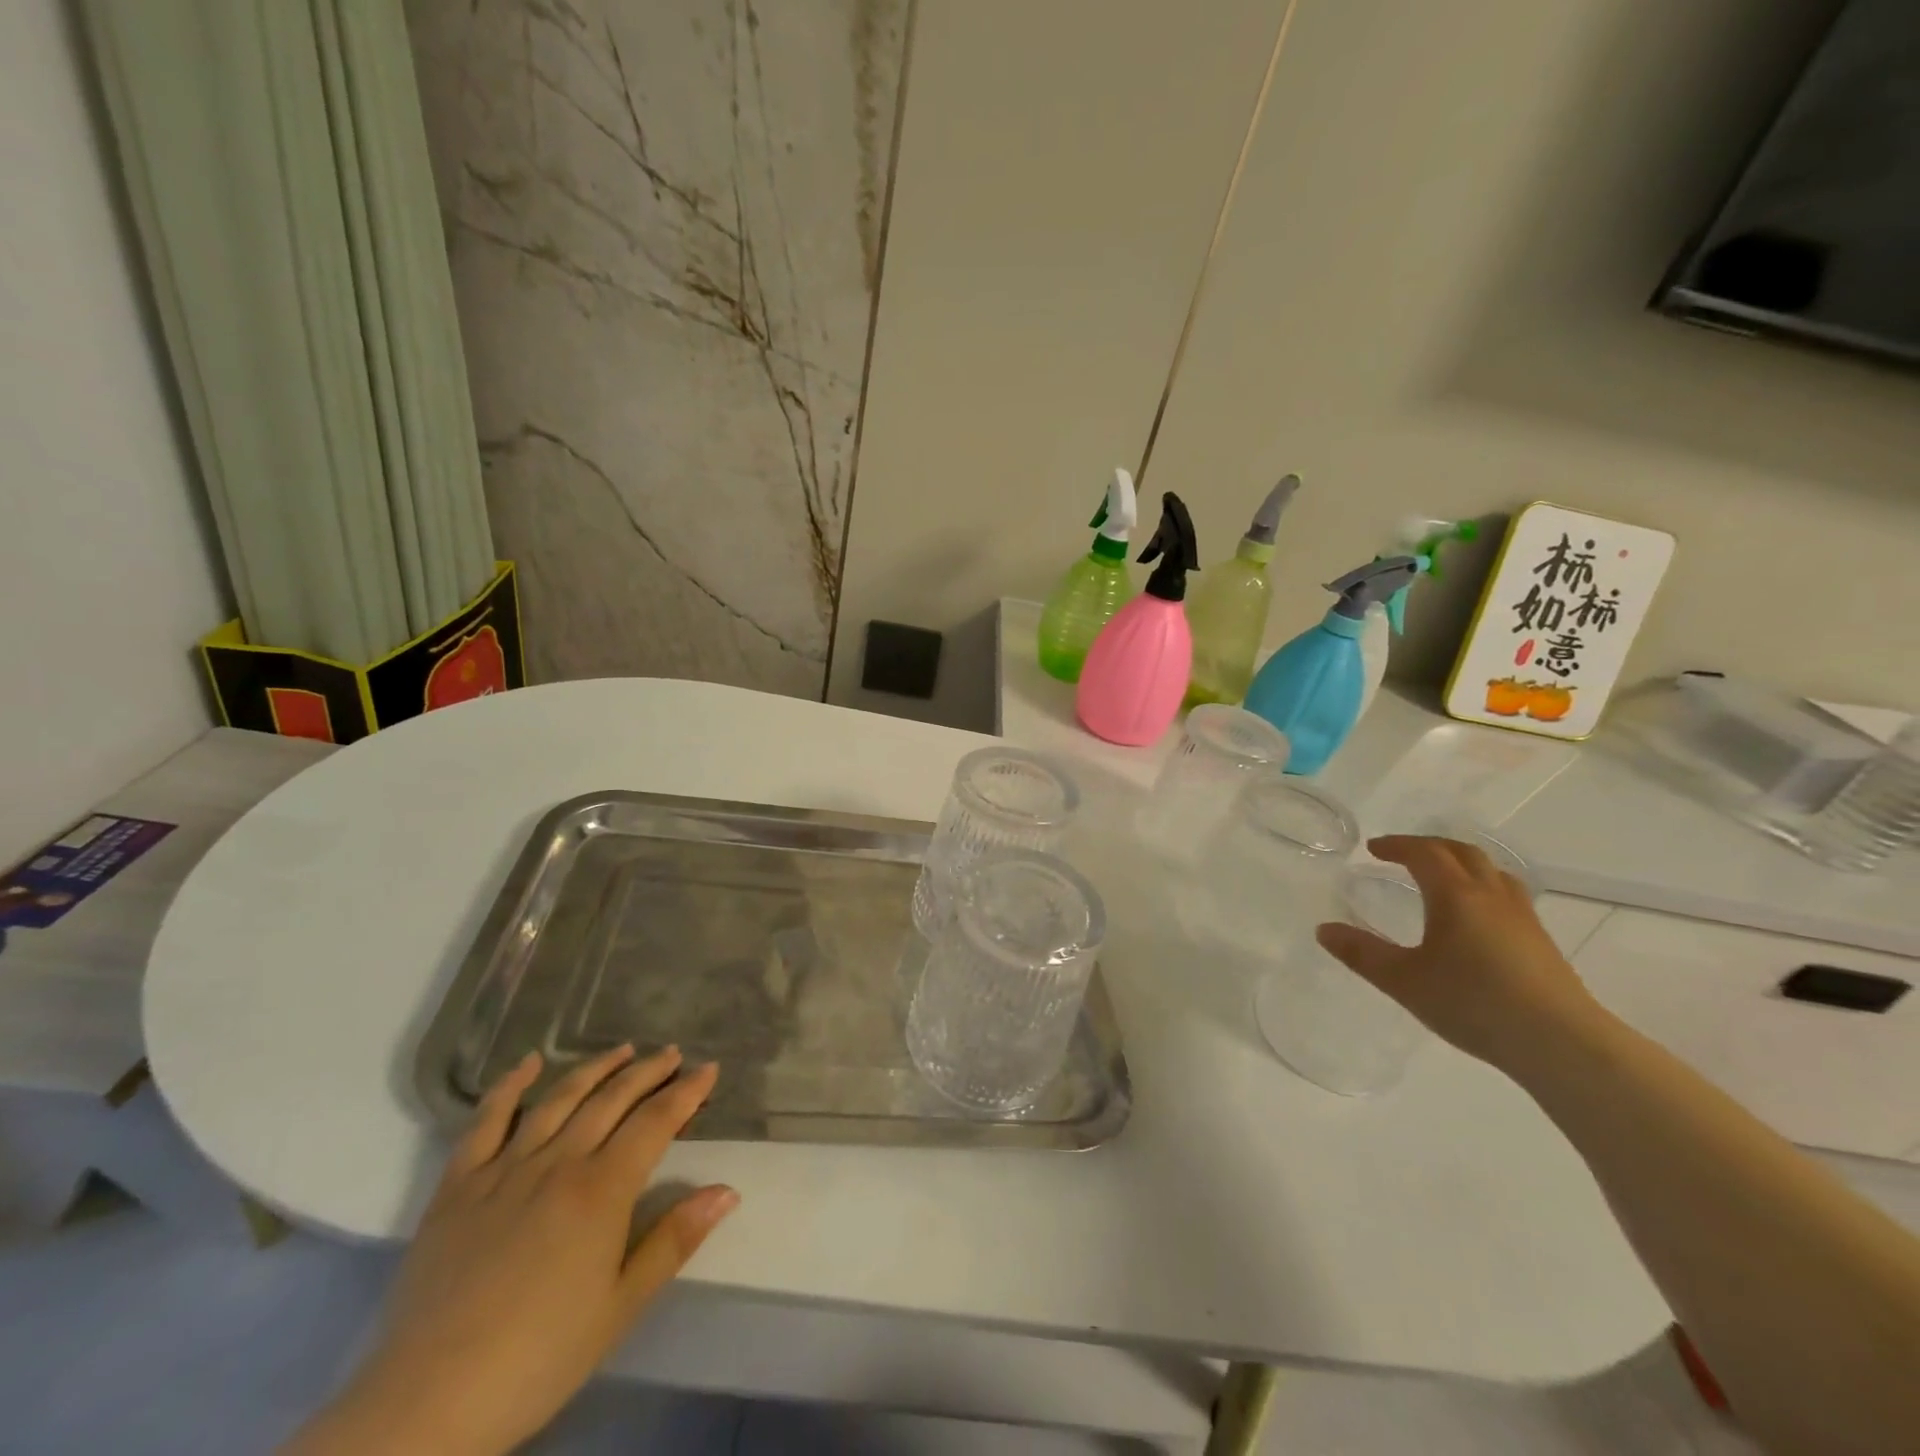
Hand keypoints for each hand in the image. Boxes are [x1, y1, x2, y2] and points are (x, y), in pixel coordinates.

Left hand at [287, 1047, 736, 1455]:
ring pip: (559, 1100)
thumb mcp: (620, 1306)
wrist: (427, 1405)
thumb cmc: (538, 1358)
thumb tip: (728, 1190)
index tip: (709, 1068)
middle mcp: (558, 1163)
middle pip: (612, 1100)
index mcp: (601, 1190)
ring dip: (595, 1069)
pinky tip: (528, 1064)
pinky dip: (508, 1087)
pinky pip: (485, 1123)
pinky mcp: (458, 1187)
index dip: (686, 1091)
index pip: (655, 1122)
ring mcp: (504, 1170)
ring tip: (622, 1050)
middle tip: (671, 1053)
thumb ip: (674, 1240)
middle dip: (647, 1071)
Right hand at [1315, 835, 1599, 1070]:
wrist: (1561, 1043)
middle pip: (1462, 852)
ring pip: (1491, 871)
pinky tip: (1476, 916)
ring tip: (1441, 876)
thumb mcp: (1404, 981)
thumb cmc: (1474, 1003)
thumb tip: (1324, 930)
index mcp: (1455, 895)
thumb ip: (1362, 953)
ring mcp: (1522, 917)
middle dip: (1428, 846)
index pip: (1424, 853)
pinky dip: (1482, 886)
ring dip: (1460, 863)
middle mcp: (1491, 895)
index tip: (1373, 849)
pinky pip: (1506, 893)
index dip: (1396, 845)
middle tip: (1402, 854)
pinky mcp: (1541, 941)